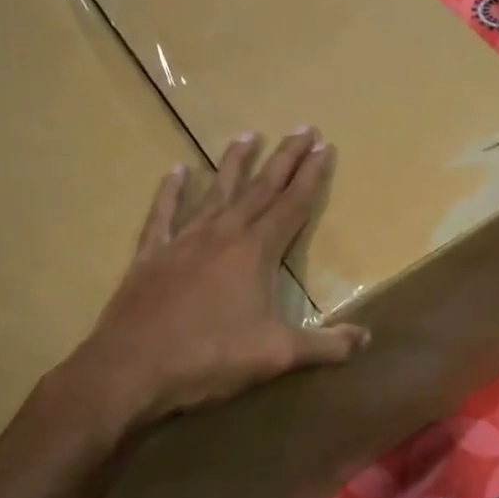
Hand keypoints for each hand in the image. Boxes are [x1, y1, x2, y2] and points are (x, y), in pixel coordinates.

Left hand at [48, 129, 368, 446]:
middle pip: (261, 188)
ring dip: (234, 163)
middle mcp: (223, 234)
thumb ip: (326, 346)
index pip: (292, 205)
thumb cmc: (210, 358)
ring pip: (216, 192)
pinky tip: (177, 170)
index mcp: (256, 252)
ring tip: (247, 135)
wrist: (131, 369)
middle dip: (285, 158)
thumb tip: (367, 339)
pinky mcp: (150, 254)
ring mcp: (183, 241)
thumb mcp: (278, 356)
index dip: (312, 176)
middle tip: (303, 128)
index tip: (325, 147)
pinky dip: (170, 192)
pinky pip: (163, 214)